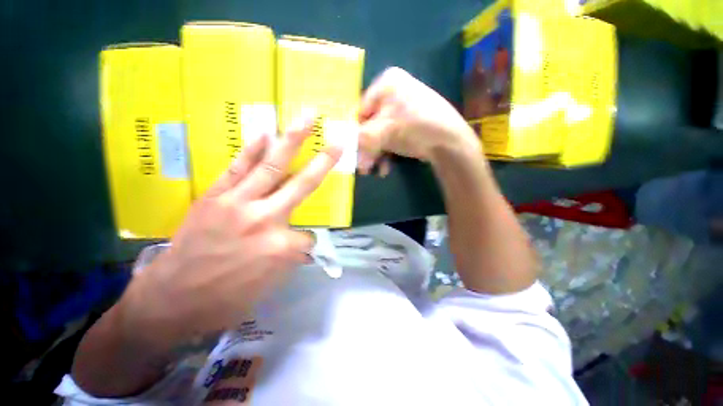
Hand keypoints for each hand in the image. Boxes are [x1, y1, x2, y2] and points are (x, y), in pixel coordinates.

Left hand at [123, 115, 341, 345]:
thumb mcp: (269, 286)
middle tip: (337, 142)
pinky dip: (252, 150)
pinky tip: (265, 133)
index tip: (294, 252)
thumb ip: (291, 258)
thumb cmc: (224, 300)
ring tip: (306, 119)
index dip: (304, 245)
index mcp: (282, 248)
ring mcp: (240, 203)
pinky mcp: (216, 197)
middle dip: (324, 162)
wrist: (170, 301)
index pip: (308, 238)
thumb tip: (301, 241)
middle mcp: (267, 219)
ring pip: (273, 166)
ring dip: (292, 140)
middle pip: (303, 185)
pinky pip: (238, 168)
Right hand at [357, 67, 480, 173]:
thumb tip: (341, 145)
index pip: (361, 109)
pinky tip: (385, 166)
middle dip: (366, 147)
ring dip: (375, 153)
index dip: (356, 132)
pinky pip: (392, 138)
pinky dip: (387, 153)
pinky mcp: (410, 124)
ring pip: (381, 133)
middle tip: (363, 166)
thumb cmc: (415, 128)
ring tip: (373, 169)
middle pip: (371, 123)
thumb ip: (359, 138)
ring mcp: (404, 109)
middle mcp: (395, 92)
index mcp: (388, 82)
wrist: (450, 142)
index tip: (354, 150)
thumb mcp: (383, 131)